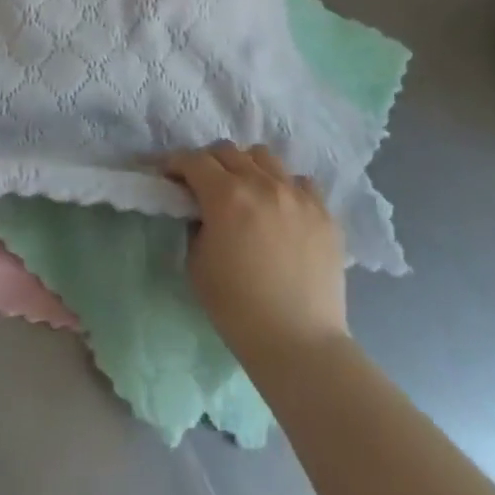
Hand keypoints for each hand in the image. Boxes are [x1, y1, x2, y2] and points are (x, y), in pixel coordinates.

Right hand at [167, 143, 348, 362]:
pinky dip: (284, 187)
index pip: (193, 160)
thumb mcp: (197, 262)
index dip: (175, 164)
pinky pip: (300, 182)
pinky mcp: (325, 213)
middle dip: (209, 162)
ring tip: (245, 191)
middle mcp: (263, 184)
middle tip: (203, 185)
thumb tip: (202, 210)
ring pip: (265, 157)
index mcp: (226, 196)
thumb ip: (197, 224)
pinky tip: (281, 209)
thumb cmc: (237, 307)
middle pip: (228, 151)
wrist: (299, 343)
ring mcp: (298, 196)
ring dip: (247, 167)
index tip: (169, 176)